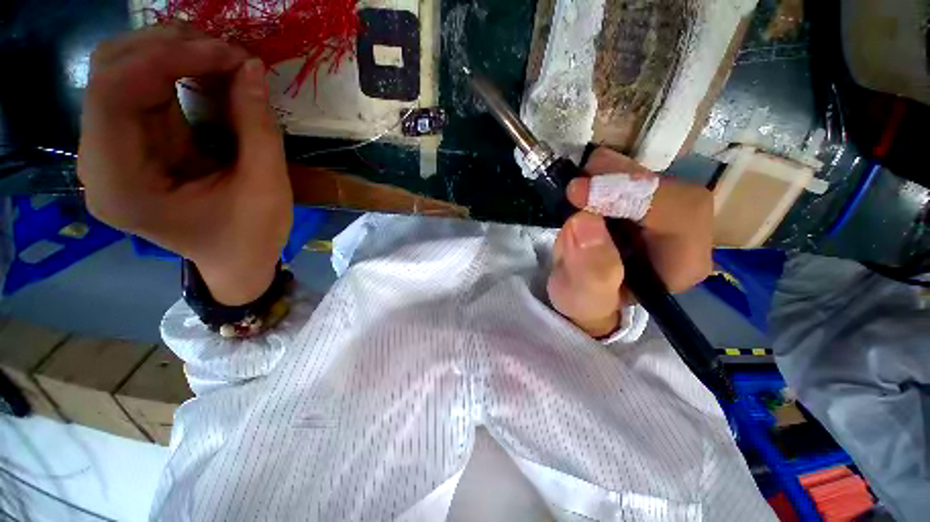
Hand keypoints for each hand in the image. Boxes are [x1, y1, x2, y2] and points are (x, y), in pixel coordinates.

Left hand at [78, 26, 292, 304]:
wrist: (236, 260)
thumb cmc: (251, 237)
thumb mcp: (265, 187)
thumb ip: (257, 128)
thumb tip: (251, 66)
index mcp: (121, 185)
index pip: (114, 93)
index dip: (166, 57)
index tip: (227, 53)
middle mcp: (100, 162)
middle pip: (110, 73)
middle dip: (169, 48)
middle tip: (228, 53)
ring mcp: (111, 150)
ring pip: (121, 72)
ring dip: (172, 54)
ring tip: (222, 59)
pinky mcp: (130, 143)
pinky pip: (140, 89)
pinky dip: (175, 71)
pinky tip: (208, 73)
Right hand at [547, 147, 712, 337]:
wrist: (582, 294)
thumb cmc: (587, 302)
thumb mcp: (584, 297)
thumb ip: (590, 271)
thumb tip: (584, 222)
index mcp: (682, 263)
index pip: (679, 213)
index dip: (629, 194)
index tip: (579, 193)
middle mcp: (685, 235)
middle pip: (671, 187)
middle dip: (622, 179)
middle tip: (580, 180)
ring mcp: (666, 216)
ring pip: (654, 175)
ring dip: (613, 171)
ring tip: (580, 180)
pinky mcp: (645, 205)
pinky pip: (636, 176)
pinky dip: (608, 172)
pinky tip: (587, 183)